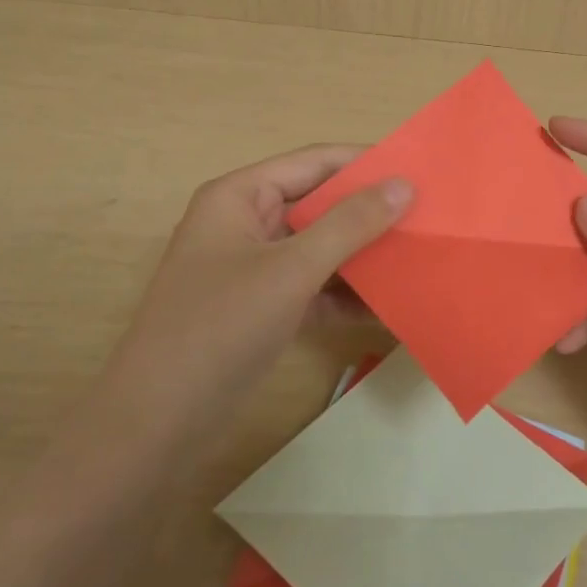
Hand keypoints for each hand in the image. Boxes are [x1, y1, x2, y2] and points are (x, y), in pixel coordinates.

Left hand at [108, 145, 411, 421]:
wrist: (157, 423)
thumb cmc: (220, 328)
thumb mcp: (291, 270)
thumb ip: (349, 224)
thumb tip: (403, 184)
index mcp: (241, 196)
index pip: (315, 162)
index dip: (366, 163)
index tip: (421, 171)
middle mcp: (247, 223)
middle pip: (320, 204)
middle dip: (371, 213)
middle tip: (430, 217)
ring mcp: (255, 268)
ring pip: (321, 248)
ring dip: (365, 256)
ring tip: (421, 257)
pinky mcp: (264, 308)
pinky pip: (315, 288)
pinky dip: (348, 295)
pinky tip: (392, 306)